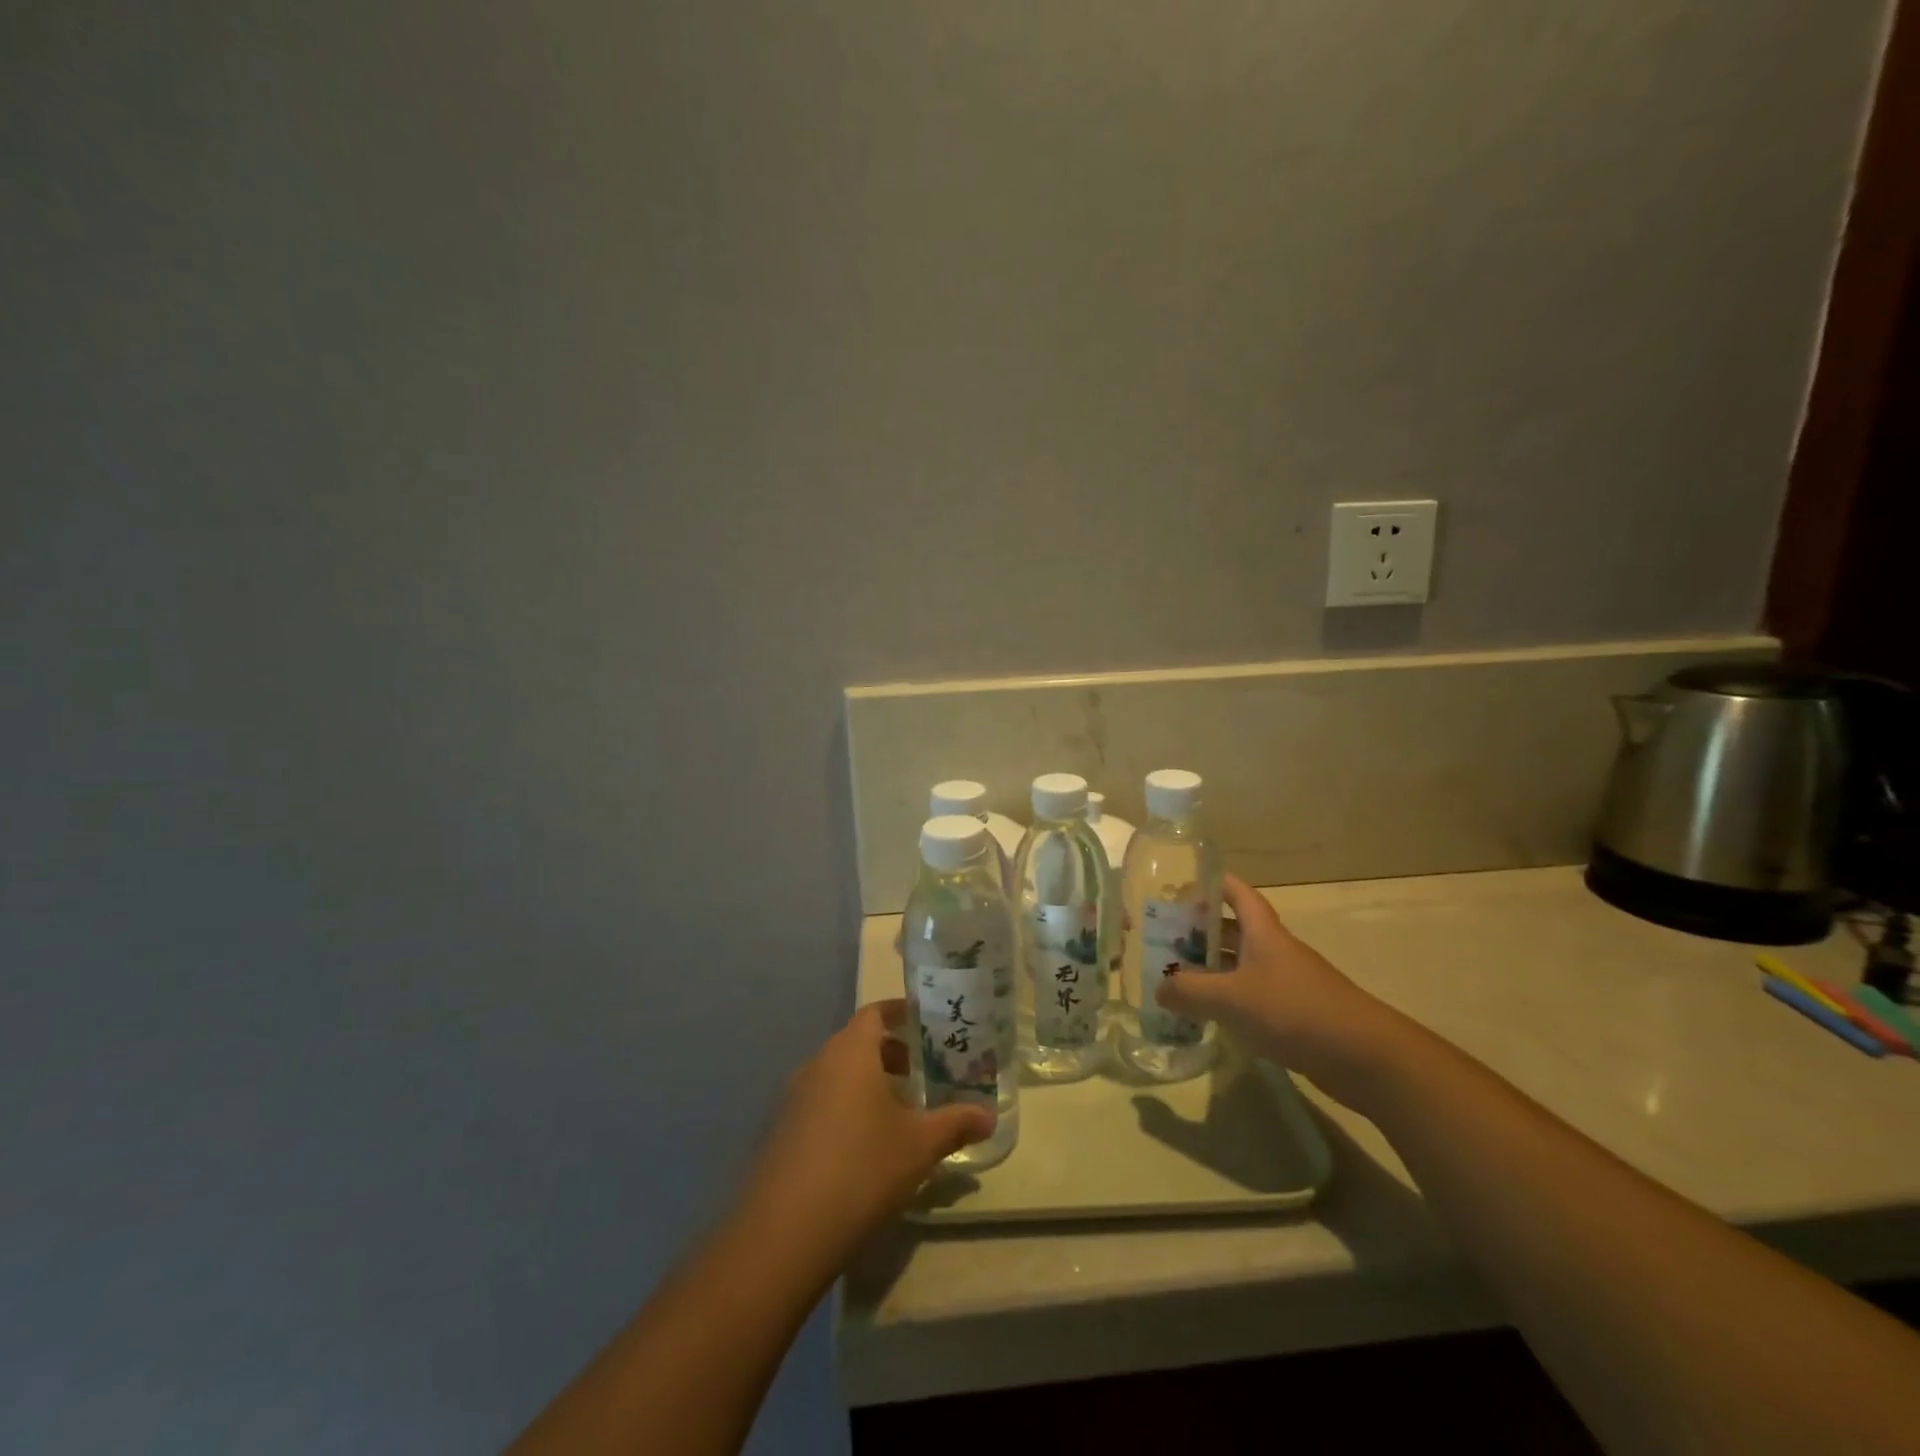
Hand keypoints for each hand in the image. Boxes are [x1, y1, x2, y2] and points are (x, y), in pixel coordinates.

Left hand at [734, 1001, 992, 1268]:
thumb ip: (955, 1124)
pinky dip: (845, 1108)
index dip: (901, 1013)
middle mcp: (818, 1063)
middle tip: (922, 1072)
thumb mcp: (919, 1146)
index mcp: (850, 1052)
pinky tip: (864, 1147)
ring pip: (837, 1074)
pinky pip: (820, 1102)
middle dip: (890, 1053)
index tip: (927, 1025)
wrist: (784, 1233)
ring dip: (867, 1083)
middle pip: (856, 1042)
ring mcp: (793, 1098)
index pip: (875, 1013)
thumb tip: (988, 1116)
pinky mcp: (780, 1131)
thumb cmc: (861, 1169)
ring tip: (899, 1112)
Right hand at [1157, 874, 1401, 1106]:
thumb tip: (1159, 988)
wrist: (1364, 1057)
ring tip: (1176, 977)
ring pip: (1242, 965)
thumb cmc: (1294, 1011)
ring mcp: (1287, 983)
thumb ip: (1189, 990)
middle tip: (1164, 938)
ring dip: (1213, 968)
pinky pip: (1253, 997)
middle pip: (1235, 930)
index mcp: (1263, 933)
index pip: (1237, 893)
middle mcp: (1275, 951)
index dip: (1213, 882)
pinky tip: (1209, 1015)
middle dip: (1201, 930)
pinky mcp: (1295, 1014)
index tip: (1182, 883)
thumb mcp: (1231, 998)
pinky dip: (1229, 999)